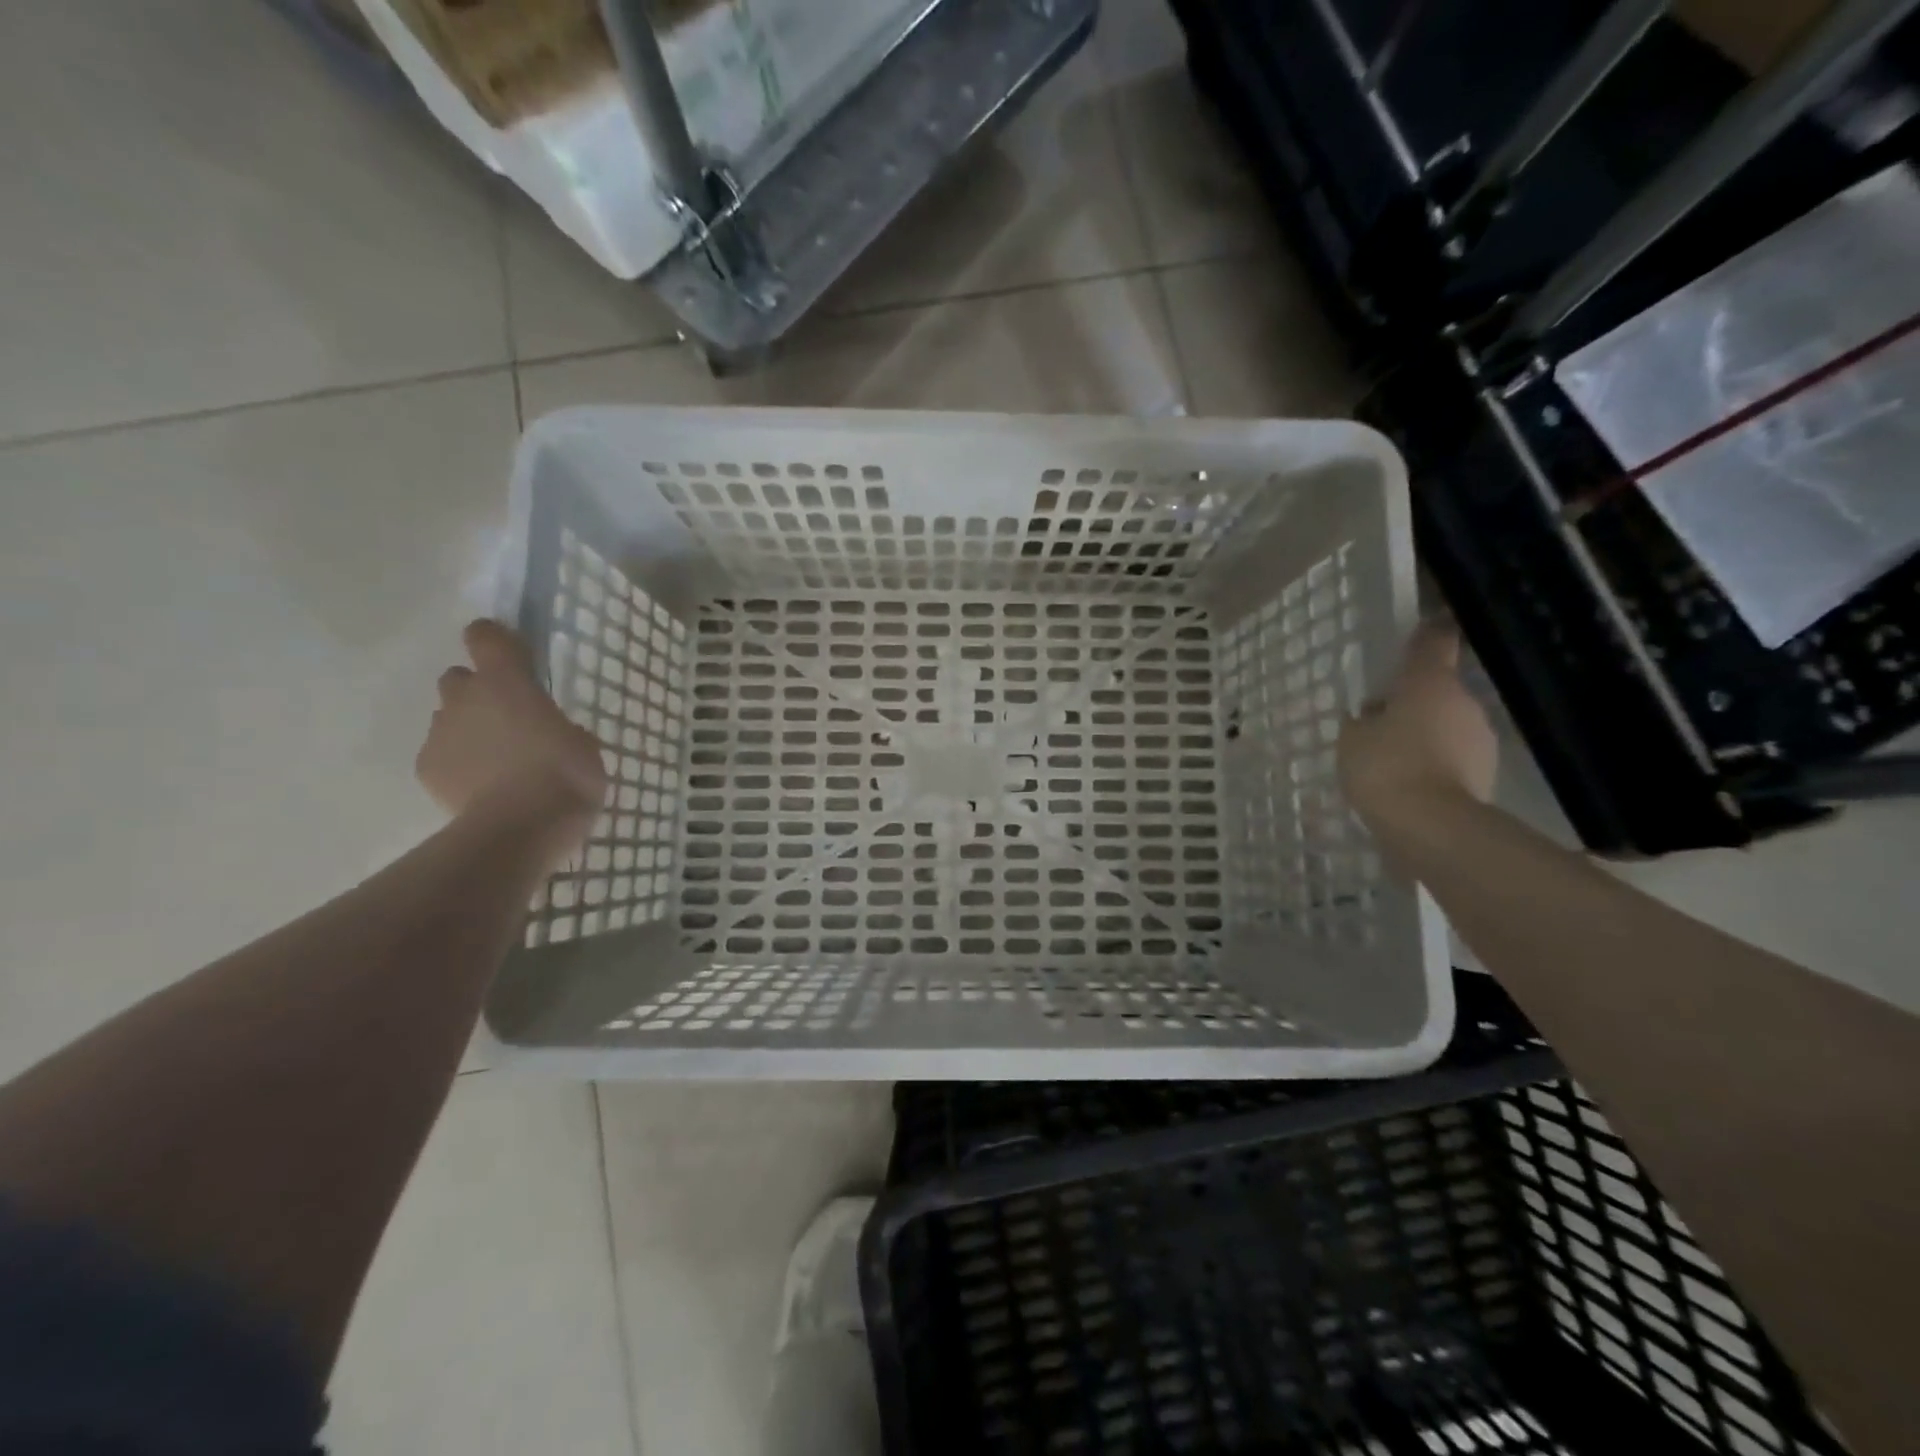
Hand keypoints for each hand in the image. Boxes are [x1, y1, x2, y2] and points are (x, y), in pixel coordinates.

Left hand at [416, 621, 607, 843]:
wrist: (519, 829)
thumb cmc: (564, 777)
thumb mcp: (583, 745)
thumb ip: (561, 727)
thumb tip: (552, 732)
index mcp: (507, 682)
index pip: (486, 636)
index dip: (496, 640)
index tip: (512, 656)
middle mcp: (465, 698)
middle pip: (459, 678)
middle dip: (478, 692)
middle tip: (509, 719)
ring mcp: (440, 733)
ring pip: (449, 718)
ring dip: (469, 729)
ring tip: (499, 761)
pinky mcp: (426, 768)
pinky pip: (441, 755)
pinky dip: (458, 764)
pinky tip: (483, 788)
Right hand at [1339, 621, 1497, 829]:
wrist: (1432, 826)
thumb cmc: (1385, 767)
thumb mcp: (1351, 740)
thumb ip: (1362, 722)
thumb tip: (1373, 715)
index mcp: (1429, 683)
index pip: (1434, 643)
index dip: (1428, 633)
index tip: (1424, 625)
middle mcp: (1464, 702)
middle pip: (1438, 690)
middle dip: (1413, 701)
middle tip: (1379, 720)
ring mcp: (1480, 740)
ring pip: (1448, 725)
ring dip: (1425, 734)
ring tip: (1392, 760)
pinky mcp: (1485, 775)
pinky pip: (1453, 758)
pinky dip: (1435, 764)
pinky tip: (1409, 784)